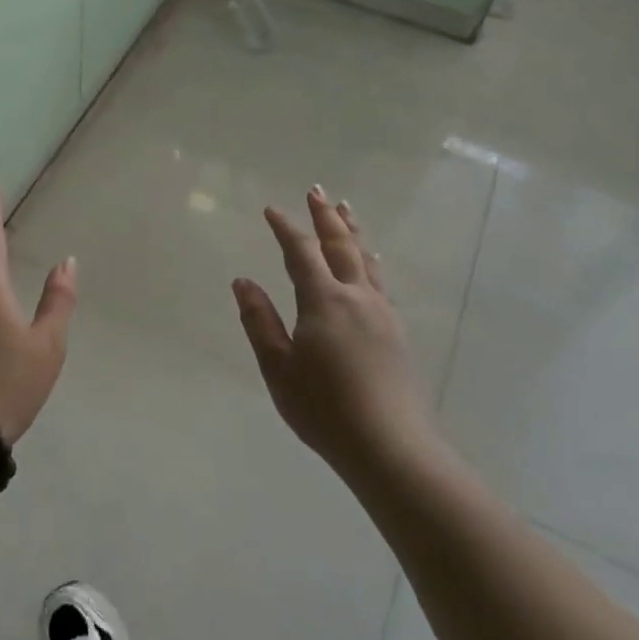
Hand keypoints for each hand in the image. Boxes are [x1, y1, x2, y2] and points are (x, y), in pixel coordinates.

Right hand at [233, 185, 435, 478]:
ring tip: (345, 210)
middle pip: (340, 245)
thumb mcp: (278, 367)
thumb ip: (259, 321)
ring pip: (365, 260)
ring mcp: (381, 313)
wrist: (390, 447)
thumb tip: (243, 281)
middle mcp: (357, 297)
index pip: (301, 252)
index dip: (286, 228)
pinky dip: (369, 260)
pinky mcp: (396, 332)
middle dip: (326, 217)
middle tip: (316, 191)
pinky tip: (371, 263)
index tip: (272, 209)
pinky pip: (379, 281)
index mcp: (324, 301)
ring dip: (352, 232)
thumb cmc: (324, 409)